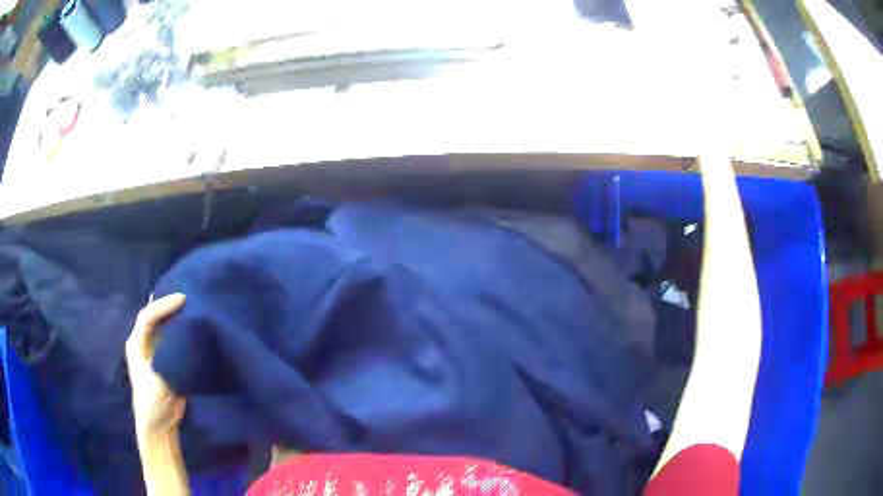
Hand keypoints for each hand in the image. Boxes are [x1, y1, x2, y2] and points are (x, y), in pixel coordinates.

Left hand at [126, 294, 186, 435]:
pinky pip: (171, 336)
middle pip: (154, 315)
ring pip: (162, 324)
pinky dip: (180, 327)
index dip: (163, 305)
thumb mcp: (158, 384)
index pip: (147, 317)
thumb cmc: (153, 405)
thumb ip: (167, 361)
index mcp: (136, 344)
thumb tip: (183, 341)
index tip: (183, 298)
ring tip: (192, 302)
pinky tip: (192, 323)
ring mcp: (153, 350)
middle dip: (168, 303)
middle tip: (189, 294)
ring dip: (175, 313)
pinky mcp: (164, 358)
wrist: (158, 426)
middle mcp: (142, 342)